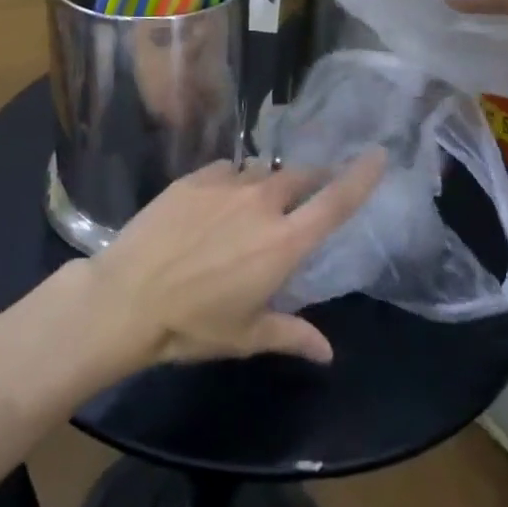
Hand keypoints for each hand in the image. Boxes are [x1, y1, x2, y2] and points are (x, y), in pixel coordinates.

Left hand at [81, 152, 384, 367]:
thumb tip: (327, 352)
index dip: (360, 177)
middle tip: (311, 191)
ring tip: (257, 204)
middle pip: (299, 178)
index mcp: (283, 243)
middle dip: (311, 181)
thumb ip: (291, 335)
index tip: (379, 154)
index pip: (334, 203)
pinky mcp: (193, 177)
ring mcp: (225, 185)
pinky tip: (221, 199)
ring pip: (260, 173)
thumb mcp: (247, 336)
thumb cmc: (194, 324)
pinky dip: (234, 180)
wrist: (129, 295)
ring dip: (269, 184)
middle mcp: (260, 203)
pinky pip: (227, 169)